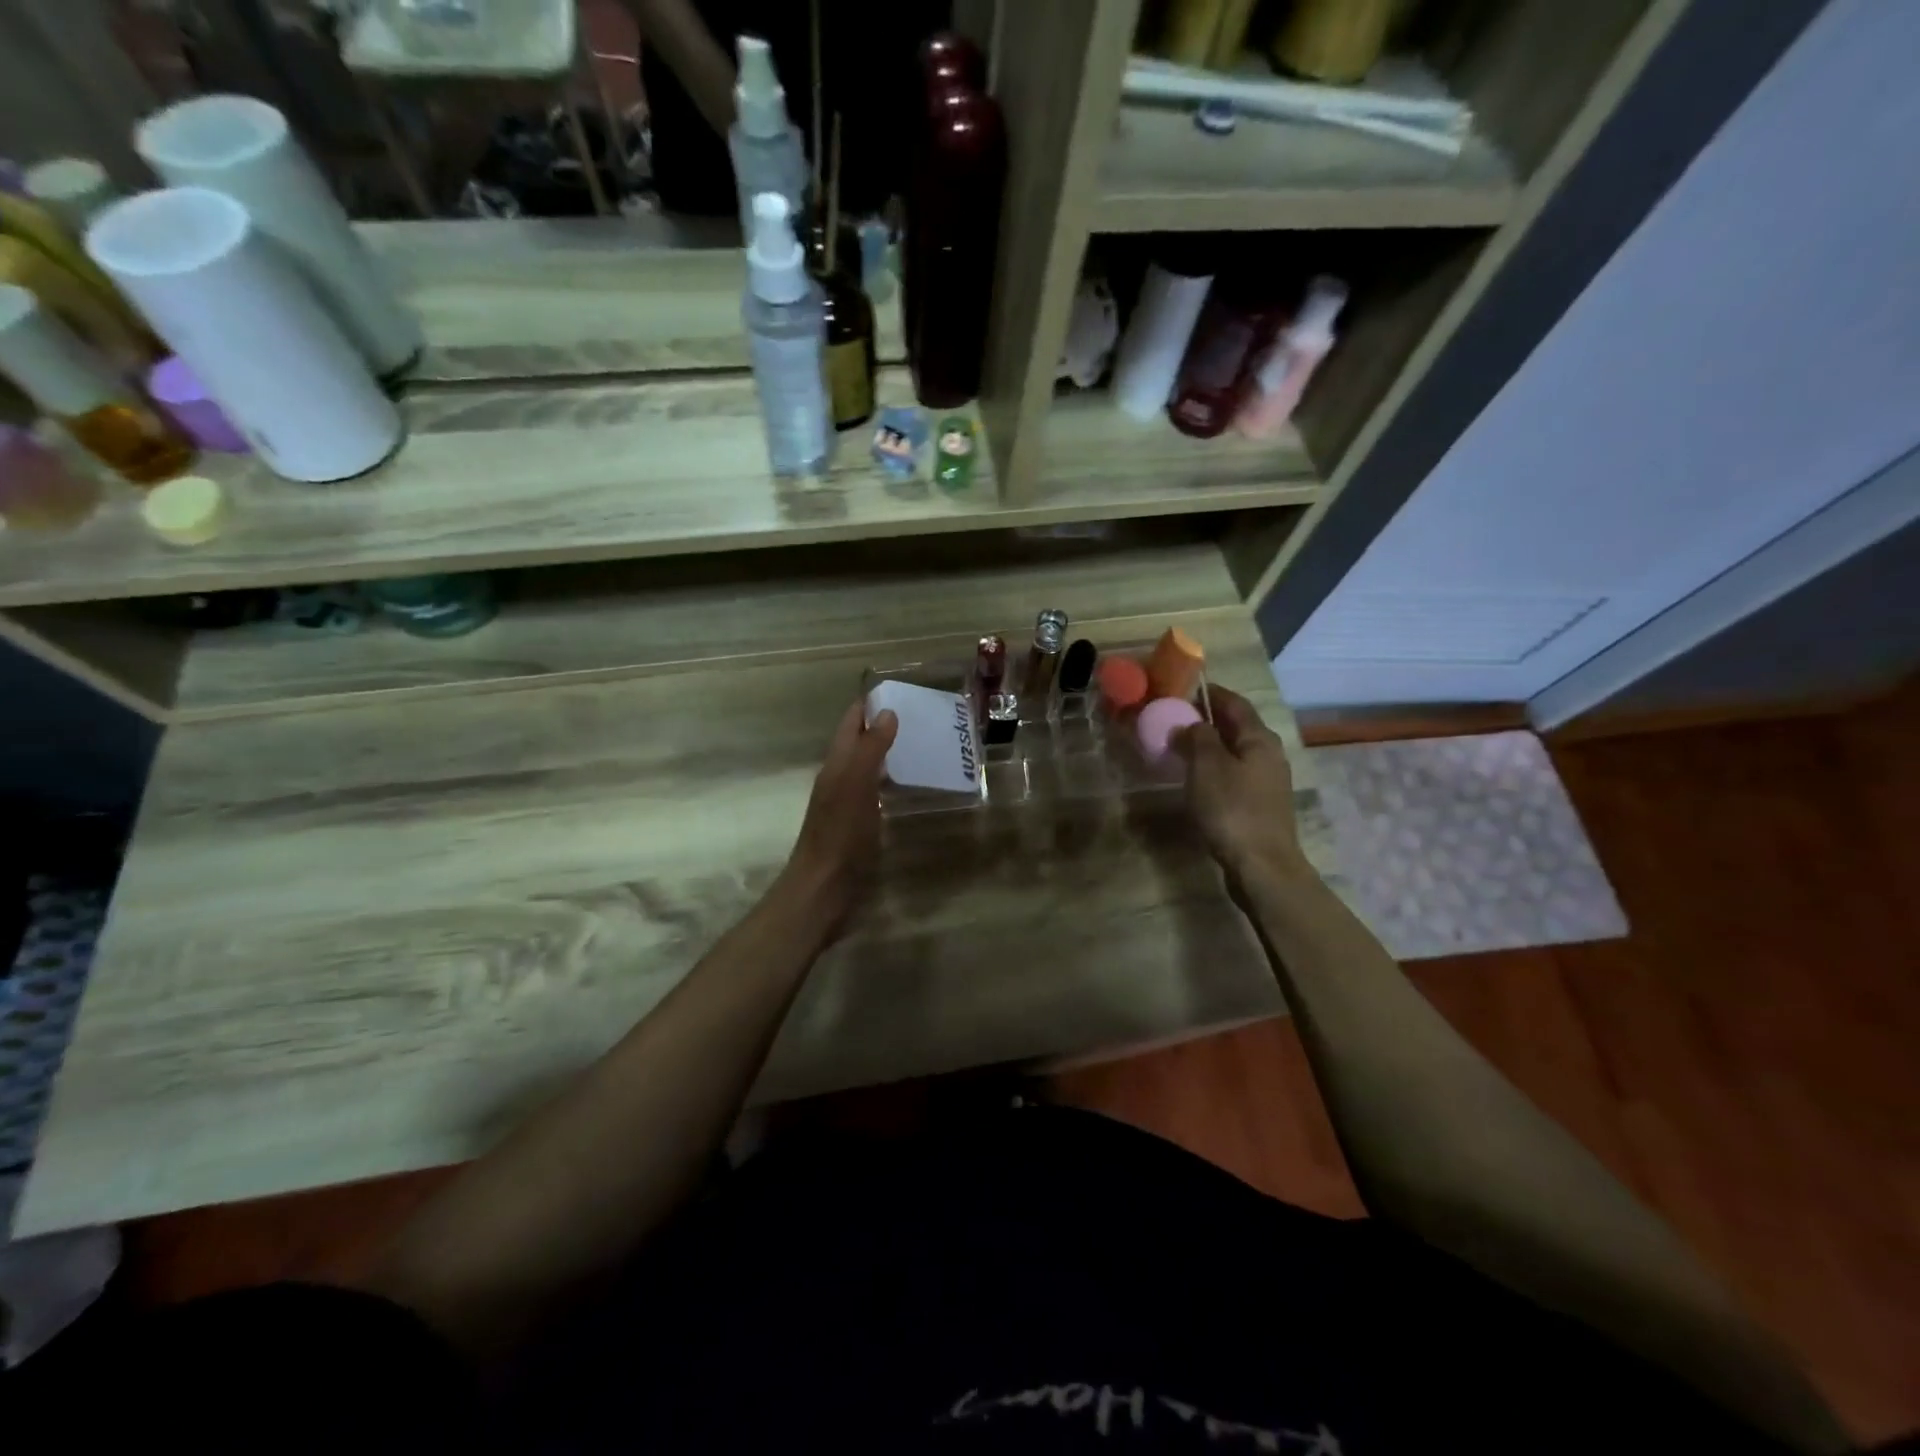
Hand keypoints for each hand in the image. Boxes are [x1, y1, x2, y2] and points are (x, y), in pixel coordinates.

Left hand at [777, 700, 898, 939]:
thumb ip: (870, 749)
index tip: (901, 689)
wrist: (823, 889)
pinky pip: (876, 792)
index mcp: (837, 765)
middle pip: (860, 742)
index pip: (851, 723)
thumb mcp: (855, 786)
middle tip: (922, 715)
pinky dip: (892, 780)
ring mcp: (849, 803)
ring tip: (923, 743)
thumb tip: (887, 712)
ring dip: (889, 752)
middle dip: (884, 725)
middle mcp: (840, 778)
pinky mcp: (859, 825)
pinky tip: (911, 785)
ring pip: (869, 766)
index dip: (870, 704)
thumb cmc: (840, 836)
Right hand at [1174, 687, 1307, 882]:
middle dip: (1208, 719)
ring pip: (1235, 751)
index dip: (1210, 693)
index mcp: (1259, 738)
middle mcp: (1269, 754)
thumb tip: (1187, 724)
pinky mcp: (1261, 805)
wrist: (1262, 866)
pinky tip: (1196, 778)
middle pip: (1237, 726)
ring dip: (1210, 745)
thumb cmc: (1232, 809)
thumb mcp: (1207, 766)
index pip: (1234, 703)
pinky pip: (1234, 774)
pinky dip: (1215, 768)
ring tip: (1180, 747)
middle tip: (1175, 718)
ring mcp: (1268, 781)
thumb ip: (1196, 738)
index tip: (1182, 688)